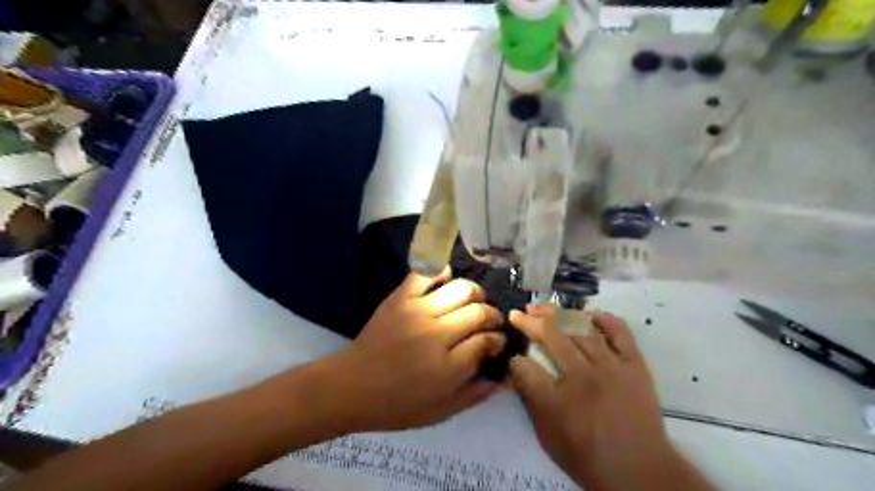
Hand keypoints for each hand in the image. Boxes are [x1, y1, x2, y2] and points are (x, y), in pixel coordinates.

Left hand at [327, 268, 506, 433]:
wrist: (352, 387)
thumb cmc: (397, 404)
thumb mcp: (441, 411)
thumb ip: (476, 393)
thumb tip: (505, 376)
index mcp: (448, 366)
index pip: (488, 340)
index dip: (498, 340)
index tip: (497, 342)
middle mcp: (436, 334)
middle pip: (479, 311)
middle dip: (493, 316)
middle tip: (490, 322)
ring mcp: (417, 311)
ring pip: (460, 289)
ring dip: (475, 294)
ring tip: (473, 302)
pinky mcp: (400, 298)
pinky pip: (426, 273)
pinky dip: (441, 271)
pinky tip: (448, 279)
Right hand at [511, 305, 671, 488]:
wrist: (641, 472)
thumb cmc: (588, 457)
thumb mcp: (548, 436)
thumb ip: (530, 400)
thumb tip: (517, 369)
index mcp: (559, 400)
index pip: (526, 366)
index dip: (515, 357)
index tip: (511, 354)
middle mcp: (584, 376)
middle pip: (551, 337)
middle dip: (530, 322)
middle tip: (519, 313)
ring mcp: (612, 366)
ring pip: (581, 328)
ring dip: (558, 314)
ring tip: (543, 307)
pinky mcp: (634, 364)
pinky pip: (619, 331)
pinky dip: (603, 318)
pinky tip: (588, 313)